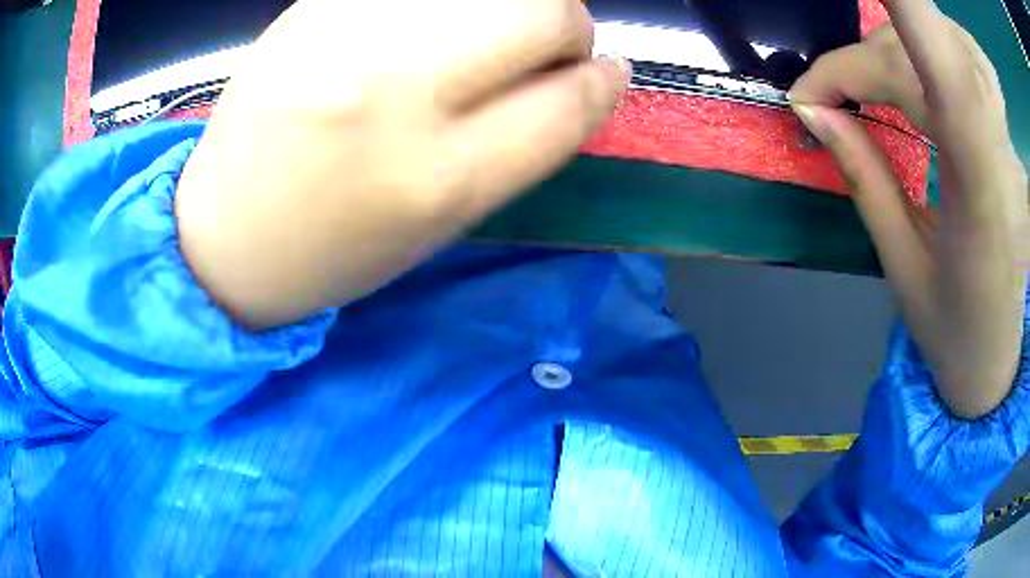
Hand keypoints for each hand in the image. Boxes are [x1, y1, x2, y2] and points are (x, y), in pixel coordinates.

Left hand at [175, 0, 629, 329]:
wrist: (224, 235)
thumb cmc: (334, 250)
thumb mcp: (441, 223)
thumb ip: (519, 143)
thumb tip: (577, 77)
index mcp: (440, 178)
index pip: (570, 101)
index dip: (603, 80)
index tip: (606, 71)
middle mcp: (396, 91)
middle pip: (543, 11)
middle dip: (567, 24)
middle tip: (546, 43)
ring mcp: (344, 35)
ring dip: (511, 1)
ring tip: (484, 29)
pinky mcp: (310, 7)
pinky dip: (444, 0)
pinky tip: (427, 22)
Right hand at [789, 0, 1027, 417]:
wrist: (997, 360)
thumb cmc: (952, 332)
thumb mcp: (901, 264)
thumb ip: (863, 174)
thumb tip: (813, 108)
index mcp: (981, 197)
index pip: (948, 74)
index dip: (904, 8)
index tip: (844, 15)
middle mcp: (1002, 153)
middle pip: (937, 49)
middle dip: (871, 55)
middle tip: (834, 95)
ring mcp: (1009, 142)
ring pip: (958, 42)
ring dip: (907, 38)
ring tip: (878, 76)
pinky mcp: (1007, 137)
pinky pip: (972, 60)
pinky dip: (937, 42)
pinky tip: (920, 65)